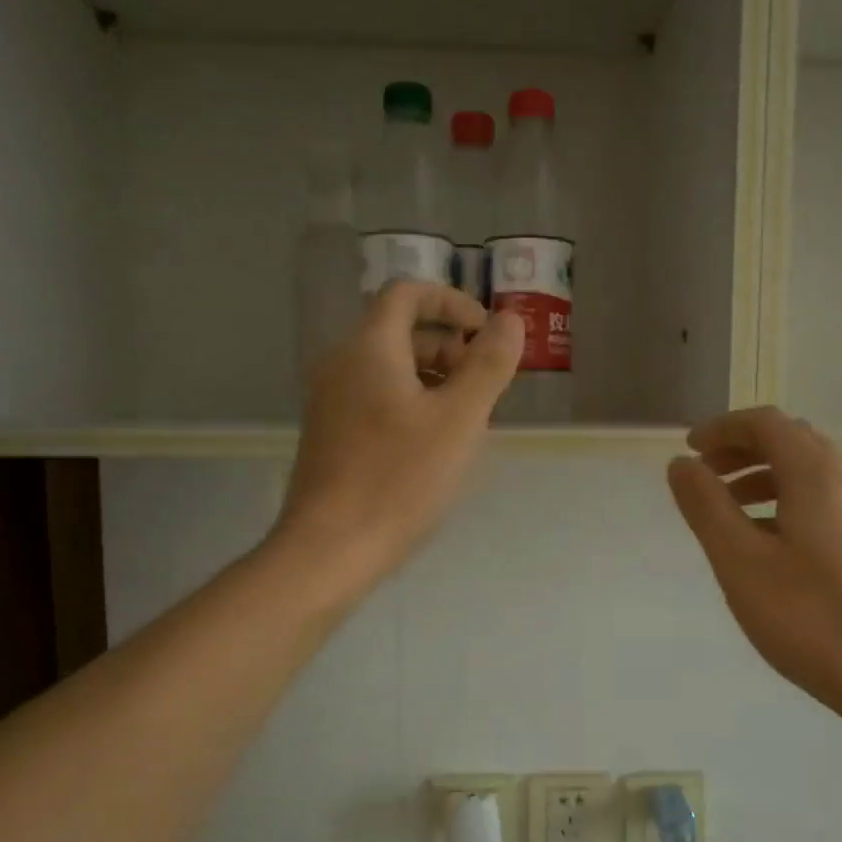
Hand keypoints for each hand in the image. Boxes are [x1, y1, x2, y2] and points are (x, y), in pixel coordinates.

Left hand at [275, 282, 522, 593]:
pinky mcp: (331, 435)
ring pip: (391, 370)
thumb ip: (488, 364)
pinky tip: (434, 447)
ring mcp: (331, 402)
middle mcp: (342, 364)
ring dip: (435, 380)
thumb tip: (510, 321)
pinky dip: (412, 405)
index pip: (408, 294)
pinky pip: (377, 399)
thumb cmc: (399, 478)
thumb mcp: (459, 419)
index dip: (453, 303)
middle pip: (401, 332)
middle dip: (450, 349)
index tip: (487, 334)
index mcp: (369, 348)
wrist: (330, 548)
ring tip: (467, 422)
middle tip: (484, 388)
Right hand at [667, 407, 841, 761]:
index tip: (688, 451)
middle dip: (741, 449)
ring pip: (809, 470)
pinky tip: (767, 540)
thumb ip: (706, 506)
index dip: (722, 429)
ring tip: (727, 508)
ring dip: (763, 475)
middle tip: (704, 475)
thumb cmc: (808, 617)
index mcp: (815, 475)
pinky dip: (786, 499)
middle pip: (790, 440)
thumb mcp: (740, 561)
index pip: (765, 423)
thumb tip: (681, 465)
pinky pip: (824, 498)